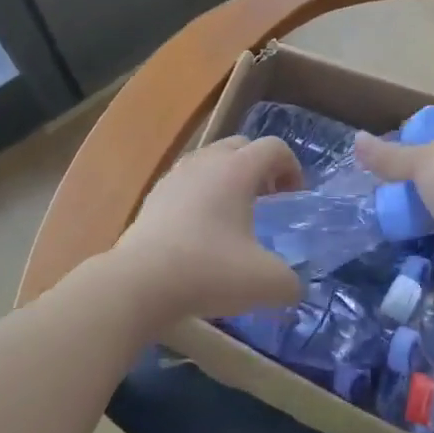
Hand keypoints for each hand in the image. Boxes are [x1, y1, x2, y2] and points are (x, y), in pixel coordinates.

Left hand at [111, 135, 304, 330]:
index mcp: (236, 169)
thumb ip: (290, 281)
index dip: (292, 167)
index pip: (273, 147)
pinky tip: (201, 232)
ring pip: (210, 163)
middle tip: (268, 200)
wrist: (139, 283)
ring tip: (234, 216)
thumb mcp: (266, 282)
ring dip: (228, 180)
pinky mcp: (153, 197)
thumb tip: (292, 286)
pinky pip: (187, 183)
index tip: (294, 198)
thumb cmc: (209, 270)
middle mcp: (204, 162)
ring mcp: (174, 177)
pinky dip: (201, 196)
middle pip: (240, 146)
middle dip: (260, 167)